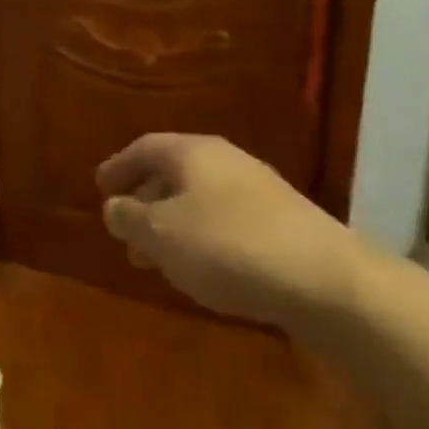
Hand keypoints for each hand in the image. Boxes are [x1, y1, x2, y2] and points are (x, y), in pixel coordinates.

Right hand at [96, 133, 359, 329]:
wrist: (327, 281)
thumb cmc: (227, 246)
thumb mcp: (160, 233)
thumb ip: (128, 217)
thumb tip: (114, 206)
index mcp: (192, 153)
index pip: (144, 148)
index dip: (118, 167)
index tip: (100, 188)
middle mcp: (226, 162)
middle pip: (174, 173)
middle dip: (145, 201)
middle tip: (124, 231)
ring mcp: (260, 191)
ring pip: (200, 200)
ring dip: (173, 224)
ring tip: (157, 259)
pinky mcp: (285, 224)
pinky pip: (227, 222)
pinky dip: (203, 238)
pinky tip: (202, 269)